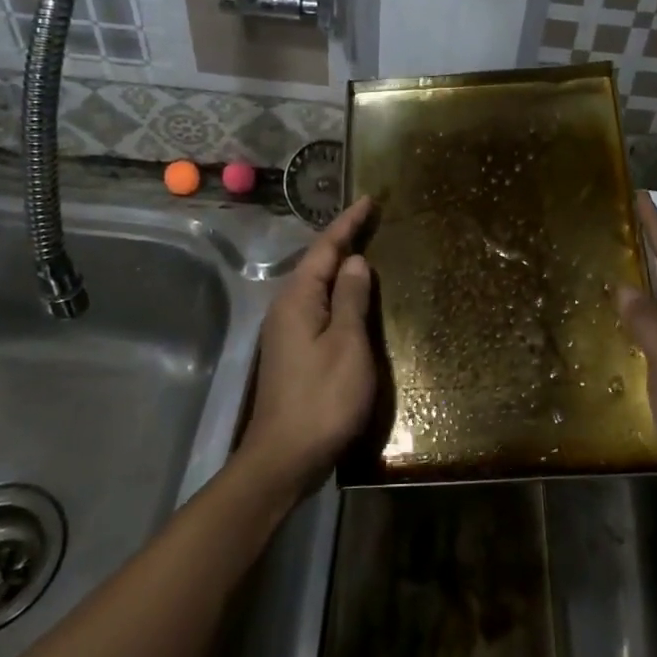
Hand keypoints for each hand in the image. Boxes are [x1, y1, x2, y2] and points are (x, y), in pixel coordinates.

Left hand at [238, 196, 376, 498]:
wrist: (285, 457)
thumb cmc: (323, 398)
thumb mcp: (347, 344)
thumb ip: (352, 298)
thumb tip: (355, 261)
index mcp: (299, 298)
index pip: (325, 248)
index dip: (348, 223)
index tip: (368, 199)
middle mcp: (287, 307)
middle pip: (317, 263)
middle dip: (343, 239)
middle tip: (372, 220)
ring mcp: (287, 331)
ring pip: (317, 285)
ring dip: (340, 266)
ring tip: (366, 249)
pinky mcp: (293, 351)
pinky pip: (318, 306)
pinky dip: (338, 293)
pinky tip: (353, 297)